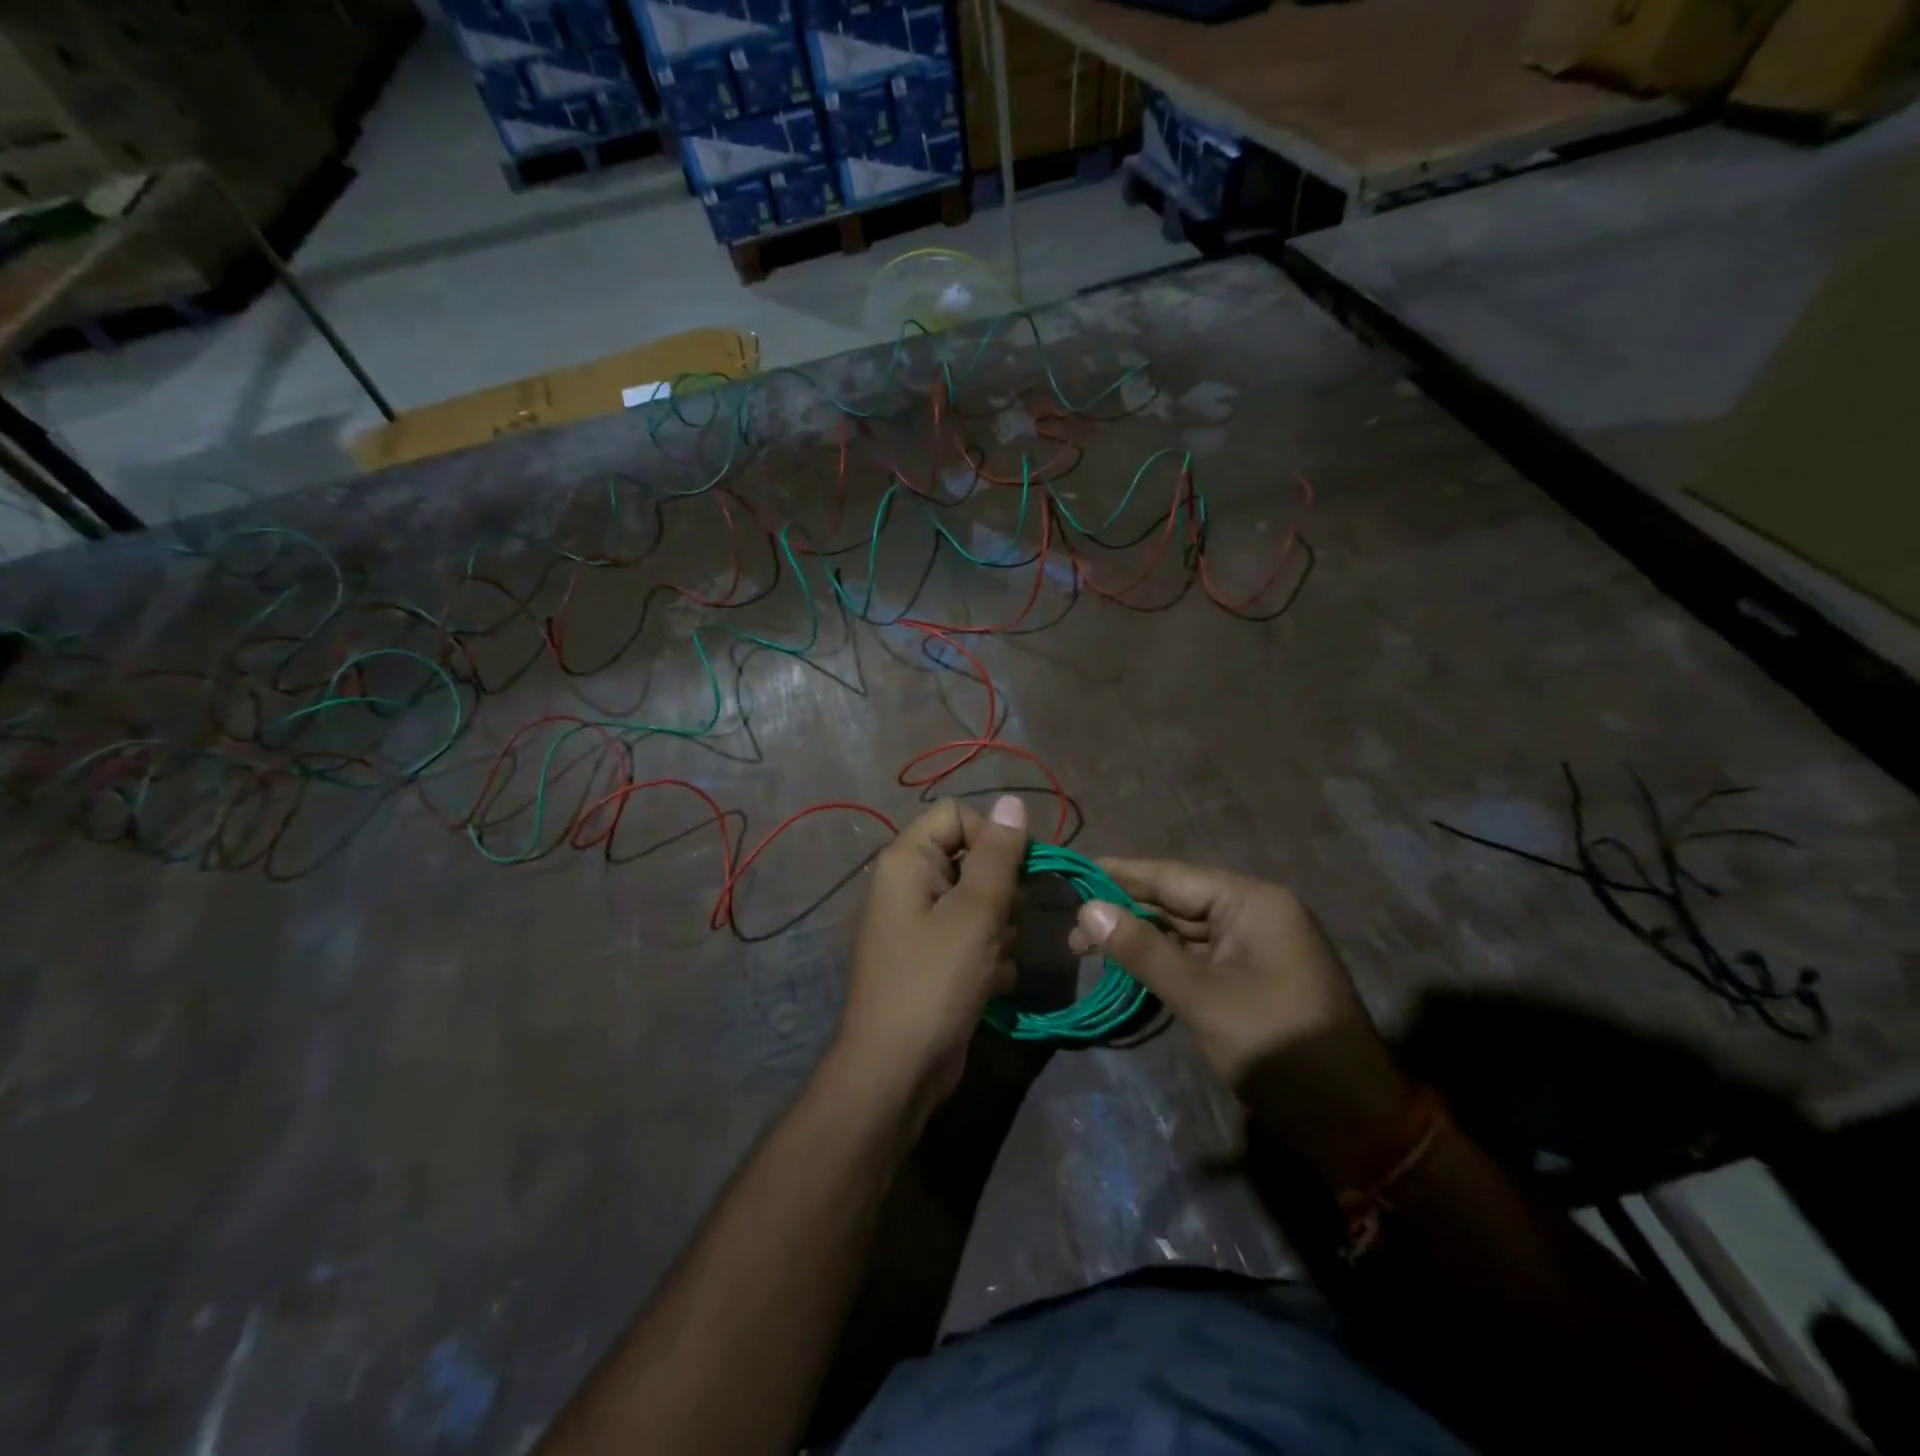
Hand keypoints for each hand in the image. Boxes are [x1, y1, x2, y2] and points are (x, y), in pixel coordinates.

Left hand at [833, 796, 1027, 1118]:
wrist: (896, 1070)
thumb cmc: (935, 981)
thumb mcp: (975, 913)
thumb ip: (998, 855)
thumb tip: (1013, 801)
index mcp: (907, 861)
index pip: (957, 816)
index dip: (992, 836)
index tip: (1017, 872)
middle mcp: (908, 885)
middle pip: (971, 859)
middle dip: (999, 892)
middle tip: (1004, 924)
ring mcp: (918, 925)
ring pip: (977, 903)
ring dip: (998, 930)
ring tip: (994, 960)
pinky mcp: (932, 960)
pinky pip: (971, 939)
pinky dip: (987, 957)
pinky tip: (991, 984)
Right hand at [1072, 859, 1414, 1184]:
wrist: (1353, 1122)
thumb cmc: (1277, 1045)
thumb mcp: (1202, 996)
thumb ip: (1143, 949)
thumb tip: (1088, 909)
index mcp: (1252, 902)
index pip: (1172, 877)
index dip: (1119, 875)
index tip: (1072, 875)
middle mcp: (1253, 913)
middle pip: (1176, 901)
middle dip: (1124, 912)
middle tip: (1070, 930)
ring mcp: (1253, 948)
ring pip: (1184, 930)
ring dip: (1140, 938)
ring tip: (1086, 948)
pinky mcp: (1250, 978)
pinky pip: (1197, 956)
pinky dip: (1163, 961)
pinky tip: (1127, 966)